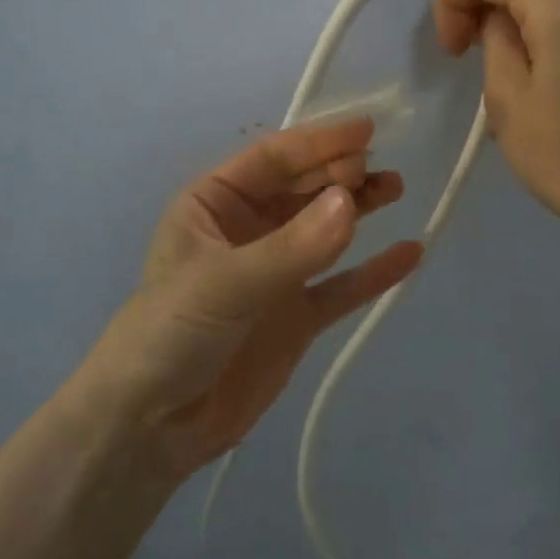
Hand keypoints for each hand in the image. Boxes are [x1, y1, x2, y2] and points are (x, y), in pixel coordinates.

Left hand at [78, 118, 421, 480]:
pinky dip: (373, 271)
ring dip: (359, 208)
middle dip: (339, 174)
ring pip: (325, 230)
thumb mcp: (225, 282)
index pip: (272, 159)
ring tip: (396, 187)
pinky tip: (410, 253)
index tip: (365, 131)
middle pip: (302, 189)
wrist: (149, 427)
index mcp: (214, 204)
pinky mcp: (295, 317)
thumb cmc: (171, 332)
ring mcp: (274, 274)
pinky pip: (340, 286)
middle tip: (380, 169)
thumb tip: (352, 201)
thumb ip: (291, 247)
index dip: (318, 143)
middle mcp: (246, 230)